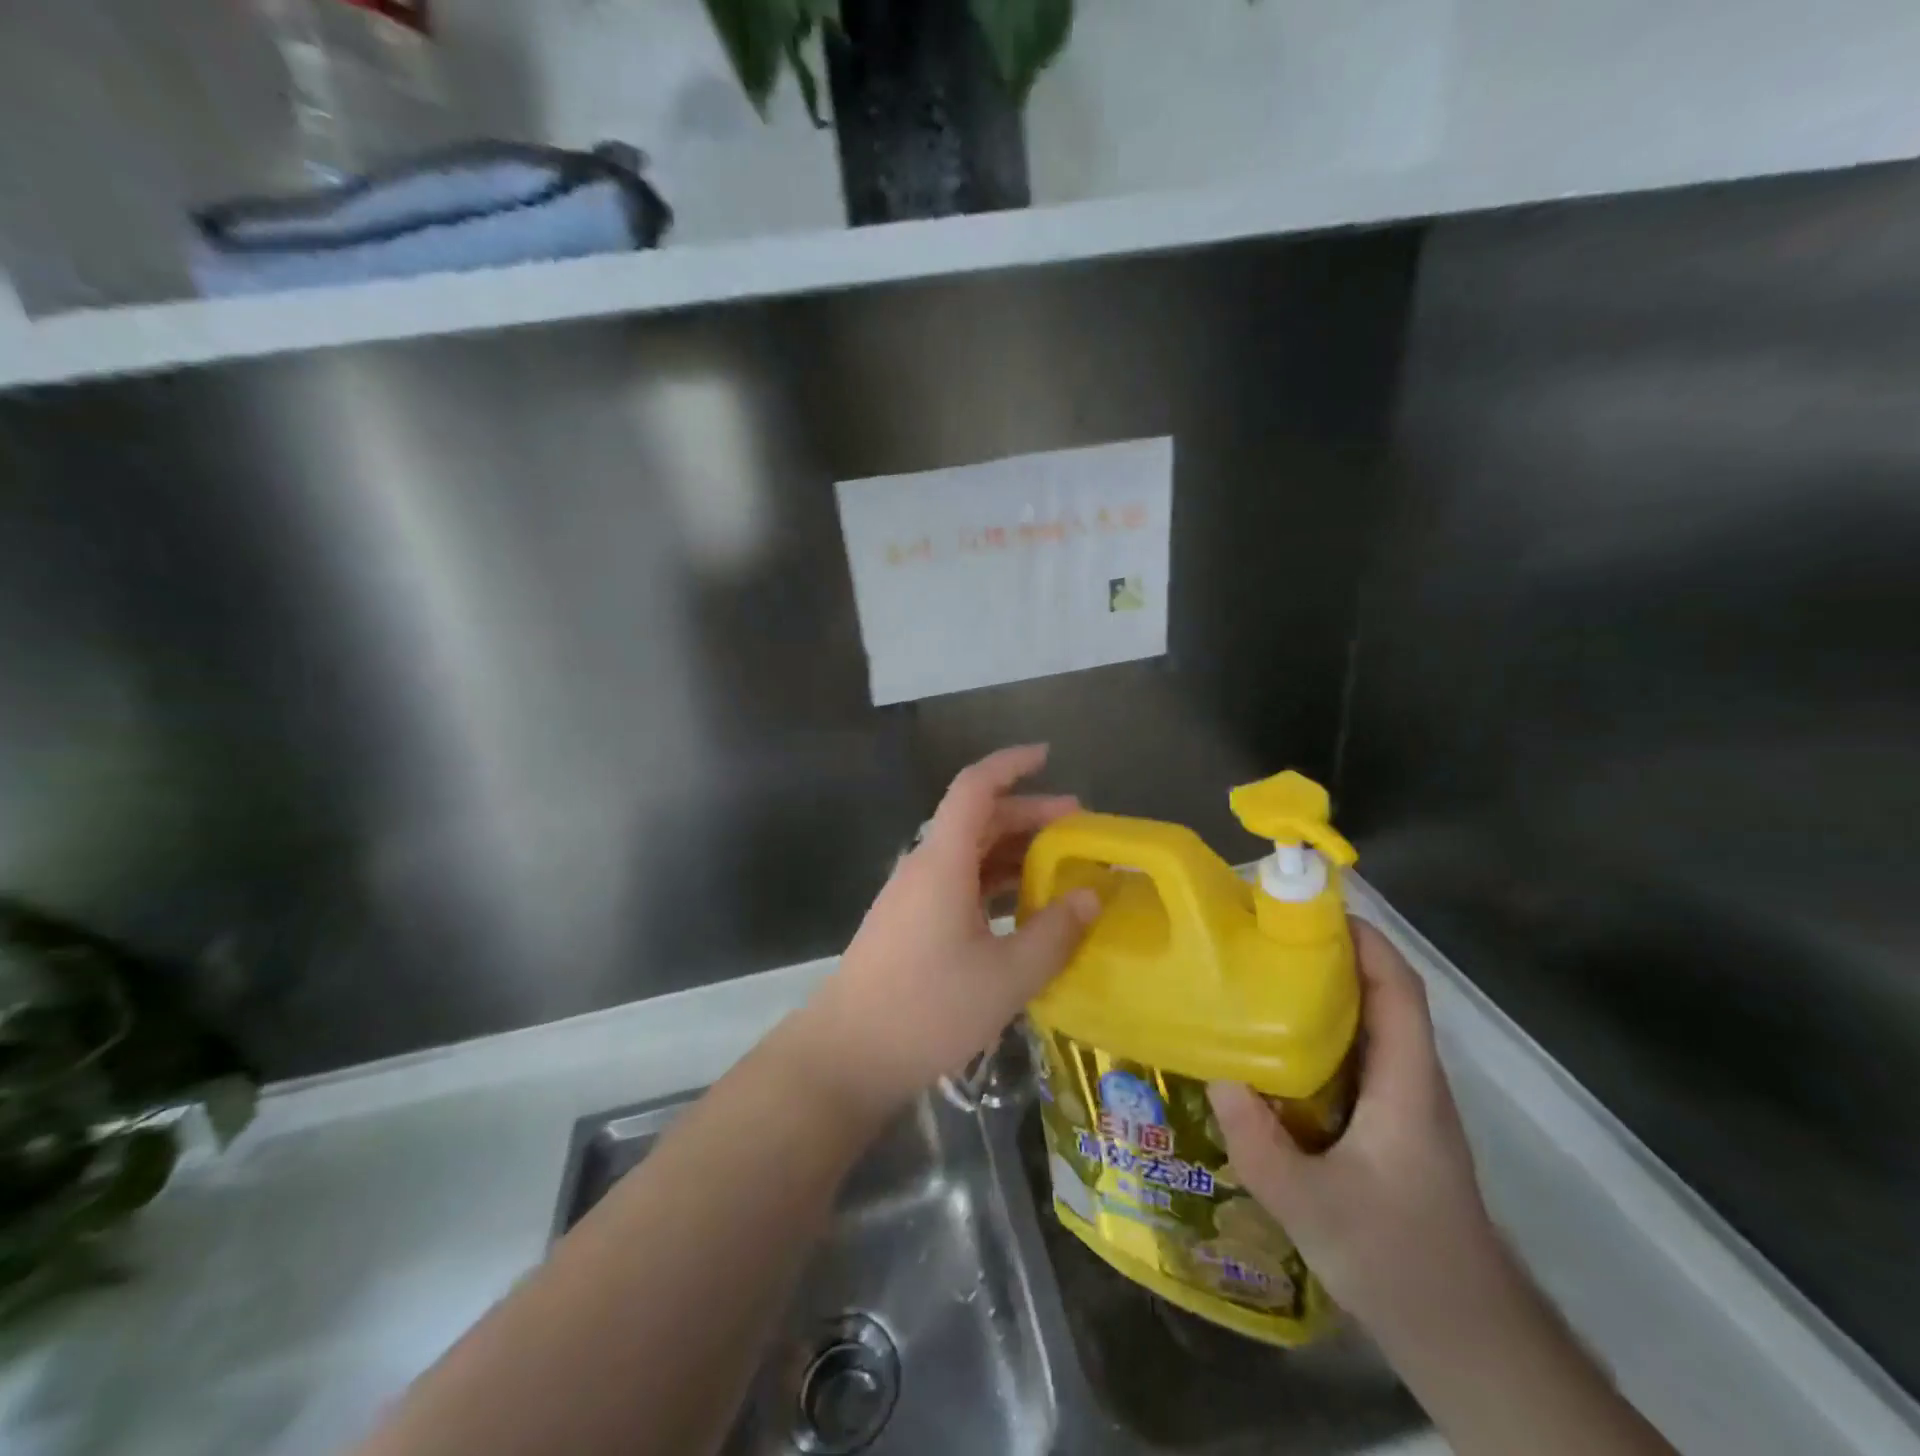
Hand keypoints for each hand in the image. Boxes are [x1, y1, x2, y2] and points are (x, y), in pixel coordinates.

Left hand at [795, 745, 1101, 1122]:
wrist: (848, 1053)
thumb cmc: (928, 1008)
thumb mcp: (1007, 975)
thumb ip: (1055, 932)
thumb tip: (1091, 896)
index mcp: (943, 861)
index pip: (975, 788)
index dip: (1010, 764)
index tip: (1048, 755)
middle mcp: (926, 866)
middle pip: (978, 819)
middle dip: (1028, 813)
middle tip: (1078, 825)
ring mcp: (914, 895)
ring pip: (969, 852)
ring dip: (1013, 850)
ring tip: (1061, 864)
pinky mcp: (910, 922)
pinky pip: (959, 883)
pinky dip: (995, 881)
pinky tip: (1023, 906)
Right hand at [1208, 919, 1502, 1342]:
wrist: (1467, 1339)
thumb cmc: (1402, 1263)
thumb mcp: (1313, 1209)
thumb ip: (1259, 1145)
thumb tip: (1217, 1076)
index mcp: (1407, 1084)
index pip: (1398, 989)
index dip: (1364, 940)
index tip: (1309, 908)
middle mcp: (1411, 1082)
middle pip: (1381, 996)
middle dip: (1329, 955)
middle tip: (1262, 936)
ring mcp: (1403, 1105)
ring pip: (1366, 1027)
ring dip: (1321, 993)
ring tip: (1257, 978)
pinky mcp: (1390, 1127)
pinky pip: (1353, 1059)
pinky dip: (1317, 1035)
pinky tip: (1270, 1050)